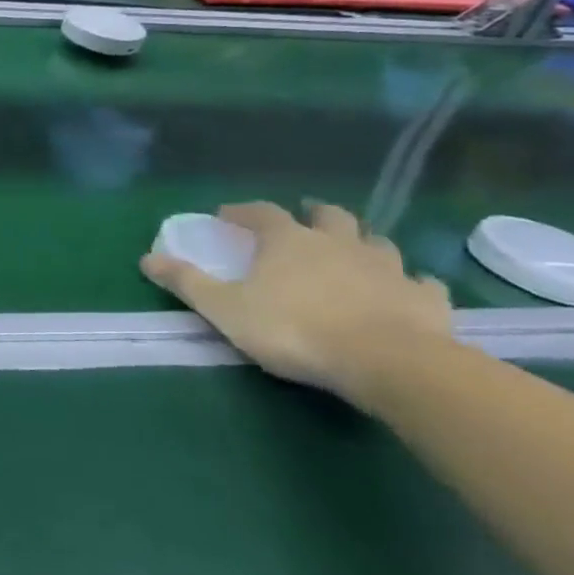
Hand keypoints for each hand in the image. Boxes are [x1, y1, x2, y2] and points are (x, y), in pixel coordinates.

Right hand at [140, 201, 458, 405]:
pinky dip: (410, 283)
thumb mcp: (225, 308)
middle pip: (328, 216)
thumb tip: (147, 258)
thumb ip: (187, 282)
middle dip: (313, 213)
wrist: (389, 363)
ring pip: (377, 242)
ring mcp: (388, 269)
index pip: (261, 212)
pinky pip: (421, 283)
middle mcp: (338, 243)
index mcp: (289, 241)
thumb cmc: (294, 329)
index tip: (227, 215)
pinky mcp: (426, 300)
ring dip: (363, 243)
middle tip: (304, 219)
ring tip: (353, 253)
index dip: (242, 211)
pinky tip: (406, 291)